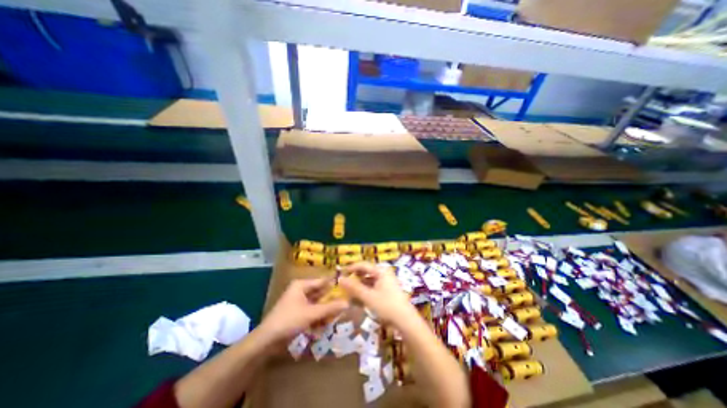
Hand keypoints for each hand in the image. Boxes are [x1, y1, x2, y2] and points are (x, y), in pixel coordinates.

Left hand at [258, 280, 348, 341]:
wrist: (266, 341)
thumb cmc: (289, 320)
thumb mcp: (311, 313)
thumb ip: (330, 308)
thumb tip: (347, 303)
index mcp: (302, 285)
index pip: (322, 281)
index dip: (334, 284)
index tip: (348, 287)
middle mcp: (300, 290)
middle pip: (320, 292)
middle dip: (331, 299)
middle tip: (345, 303)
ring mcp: (299, 302)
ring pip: (317, 303)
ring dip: (326, 310)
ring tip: (337, 315)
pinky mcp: (298, 312)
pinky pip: (312, 311)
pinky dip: (319, 316)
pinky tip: (326, 323)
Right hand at [338, 263, 417, 326]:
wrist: (406, 321)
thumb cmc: (387, 306)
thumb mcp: (368, 297)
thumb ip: (354, 287)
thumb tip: (340, 279)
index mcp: (381, 271)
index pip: (363, 265)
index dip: (351, 268)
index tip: (340, 273)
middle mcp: (384, 274)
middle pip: (366, 272)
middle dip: (355, 277)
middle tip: (344, 283)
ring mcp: (386, 282)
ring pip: (369, 280)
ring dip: (359, 285)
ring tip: (349, 292)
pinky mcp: (387, 290)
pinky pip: (373, 287)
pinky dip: (365, 291)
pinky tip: (359, 298)